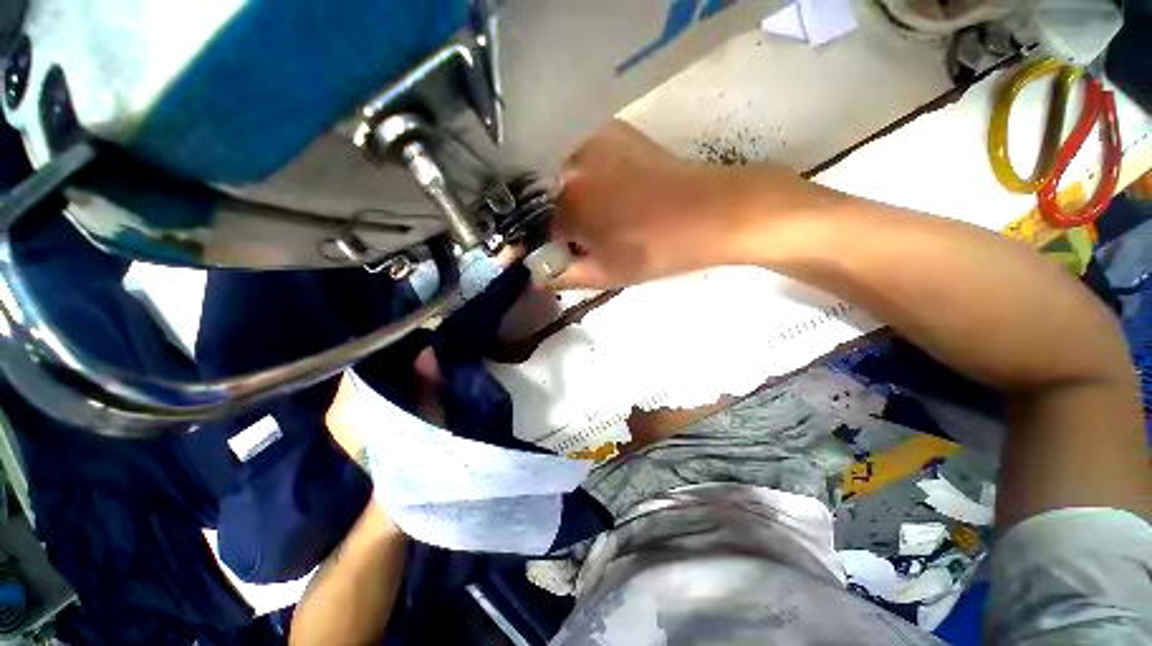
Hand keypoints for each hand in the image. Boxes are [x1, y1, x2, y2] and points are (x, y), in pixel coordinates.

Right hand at [549, 120, 836, 288]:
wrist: (712, 212)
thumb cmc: (657, 249)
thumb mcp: (606, 274)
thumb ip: (564, 276)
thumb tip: (537, 276)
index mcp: (567, 199)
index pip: (531, 224)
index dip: (533, 243)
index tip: (537, 254)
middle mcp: (571, 159)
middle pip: (539, 195)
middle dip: (545, 220)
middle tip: (567, 239)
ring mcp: (592, 137)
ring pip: (557, 173)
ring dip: (560, 198)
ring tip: (584, 218)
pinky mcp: (613, 130)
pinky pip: (578, 156)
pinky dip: (577, 177)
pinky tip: (597, 194)